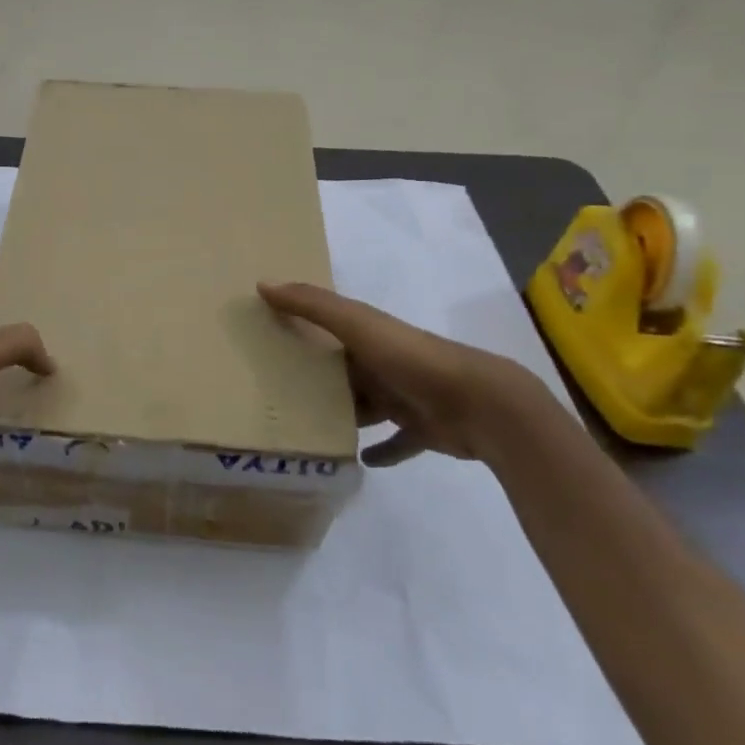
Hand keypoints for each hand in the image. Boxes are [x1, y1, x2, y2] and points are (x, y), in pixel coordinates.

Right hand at [258, 281, 557, 466]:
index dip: (302, 329)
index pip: (330, 329)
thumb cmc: (412, 360)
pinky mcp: (423, 431)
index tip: (267, 337)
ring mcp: (406, 398)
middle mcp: (385, 363)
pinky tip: (358, 460)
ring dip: (343, 415)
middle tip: (276, 393)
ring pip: (366, 407)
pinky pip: (396, 443)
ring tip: (305, 429)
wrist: (482, 404)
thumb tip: (262, 284)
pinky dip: (380, 451)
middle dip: (318, 378)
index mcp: (370, 336)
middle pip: (344, 371)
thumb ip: (313, 305)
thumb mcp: (357, 326)